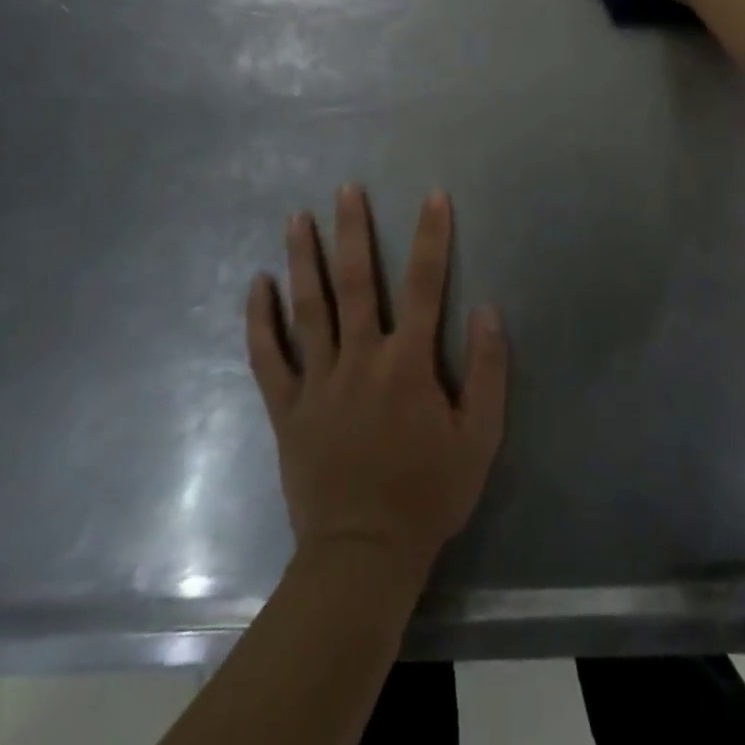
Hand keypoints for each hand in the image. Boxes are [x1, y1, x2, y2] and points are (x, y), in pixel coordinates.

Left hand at [247, 185, 507, 576]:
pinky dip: (259, 321)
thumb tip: (488, 309)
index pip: (425, 286)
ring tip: (297, 218)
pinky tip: (256, 284)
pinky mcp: (287, 409)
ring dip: (303, 260)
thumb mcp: (479, 438)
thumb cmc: (428, 493)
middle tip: (346, 189)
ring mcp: (318, 383)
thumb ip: (487, 371)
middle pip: (357, 284)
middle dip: (353, 232)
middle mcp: (360, 360)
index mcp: (408, 365)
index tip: (432, 197)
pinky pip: (268, 358)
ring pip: (308, 310)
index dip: (431, 238)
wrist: (363, 555)